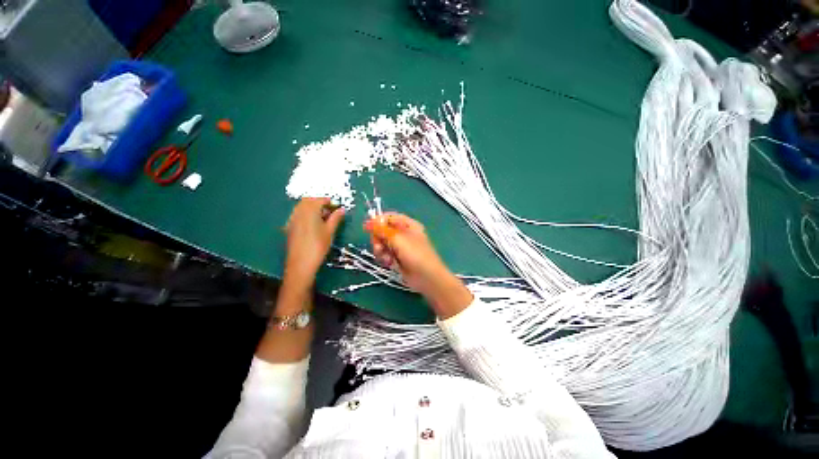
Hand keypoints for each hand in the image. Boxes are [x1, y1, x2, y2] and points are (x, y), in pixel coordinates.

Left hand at [284, 198, 345, 286]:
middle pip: (308, 200)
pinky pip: (297, 214)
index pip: (319, 200)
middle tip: (330, 210)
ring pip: (301, 207)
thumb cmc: (318, 246)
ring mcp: (292, 219)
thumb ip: (336, 218)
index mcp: (310, 211)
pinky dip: (305, 214)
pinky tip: (312, 224)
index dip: (329, 201)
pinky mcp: (289, 226)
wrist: (301, 263)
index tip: (337, 206)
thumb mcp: (330, 231)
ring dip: (312, 207)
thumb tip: (342, 209)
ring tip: (323, 217)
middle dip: (319, 202)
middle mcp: (299, 212)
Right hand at [365, 213, 471, 317]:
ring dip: (381, 250)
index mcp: (408, 225)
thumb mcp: (398, 239)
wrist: (426, 277)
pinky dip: (384, 258)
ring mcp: (400, 247)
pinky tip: (389, 263)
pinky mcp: (397, 258)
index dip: (377, 221)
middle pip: (383, 231)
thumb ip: (382, 230)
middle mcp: (404, 234)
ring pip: (382, 243)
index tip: (367, 227)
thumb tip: (368, 222)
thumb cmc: (415, 254)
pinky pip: (385, 254)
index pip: (389, 217)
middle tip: (379, 246)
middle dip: (378, 239)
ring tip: (386, 258)